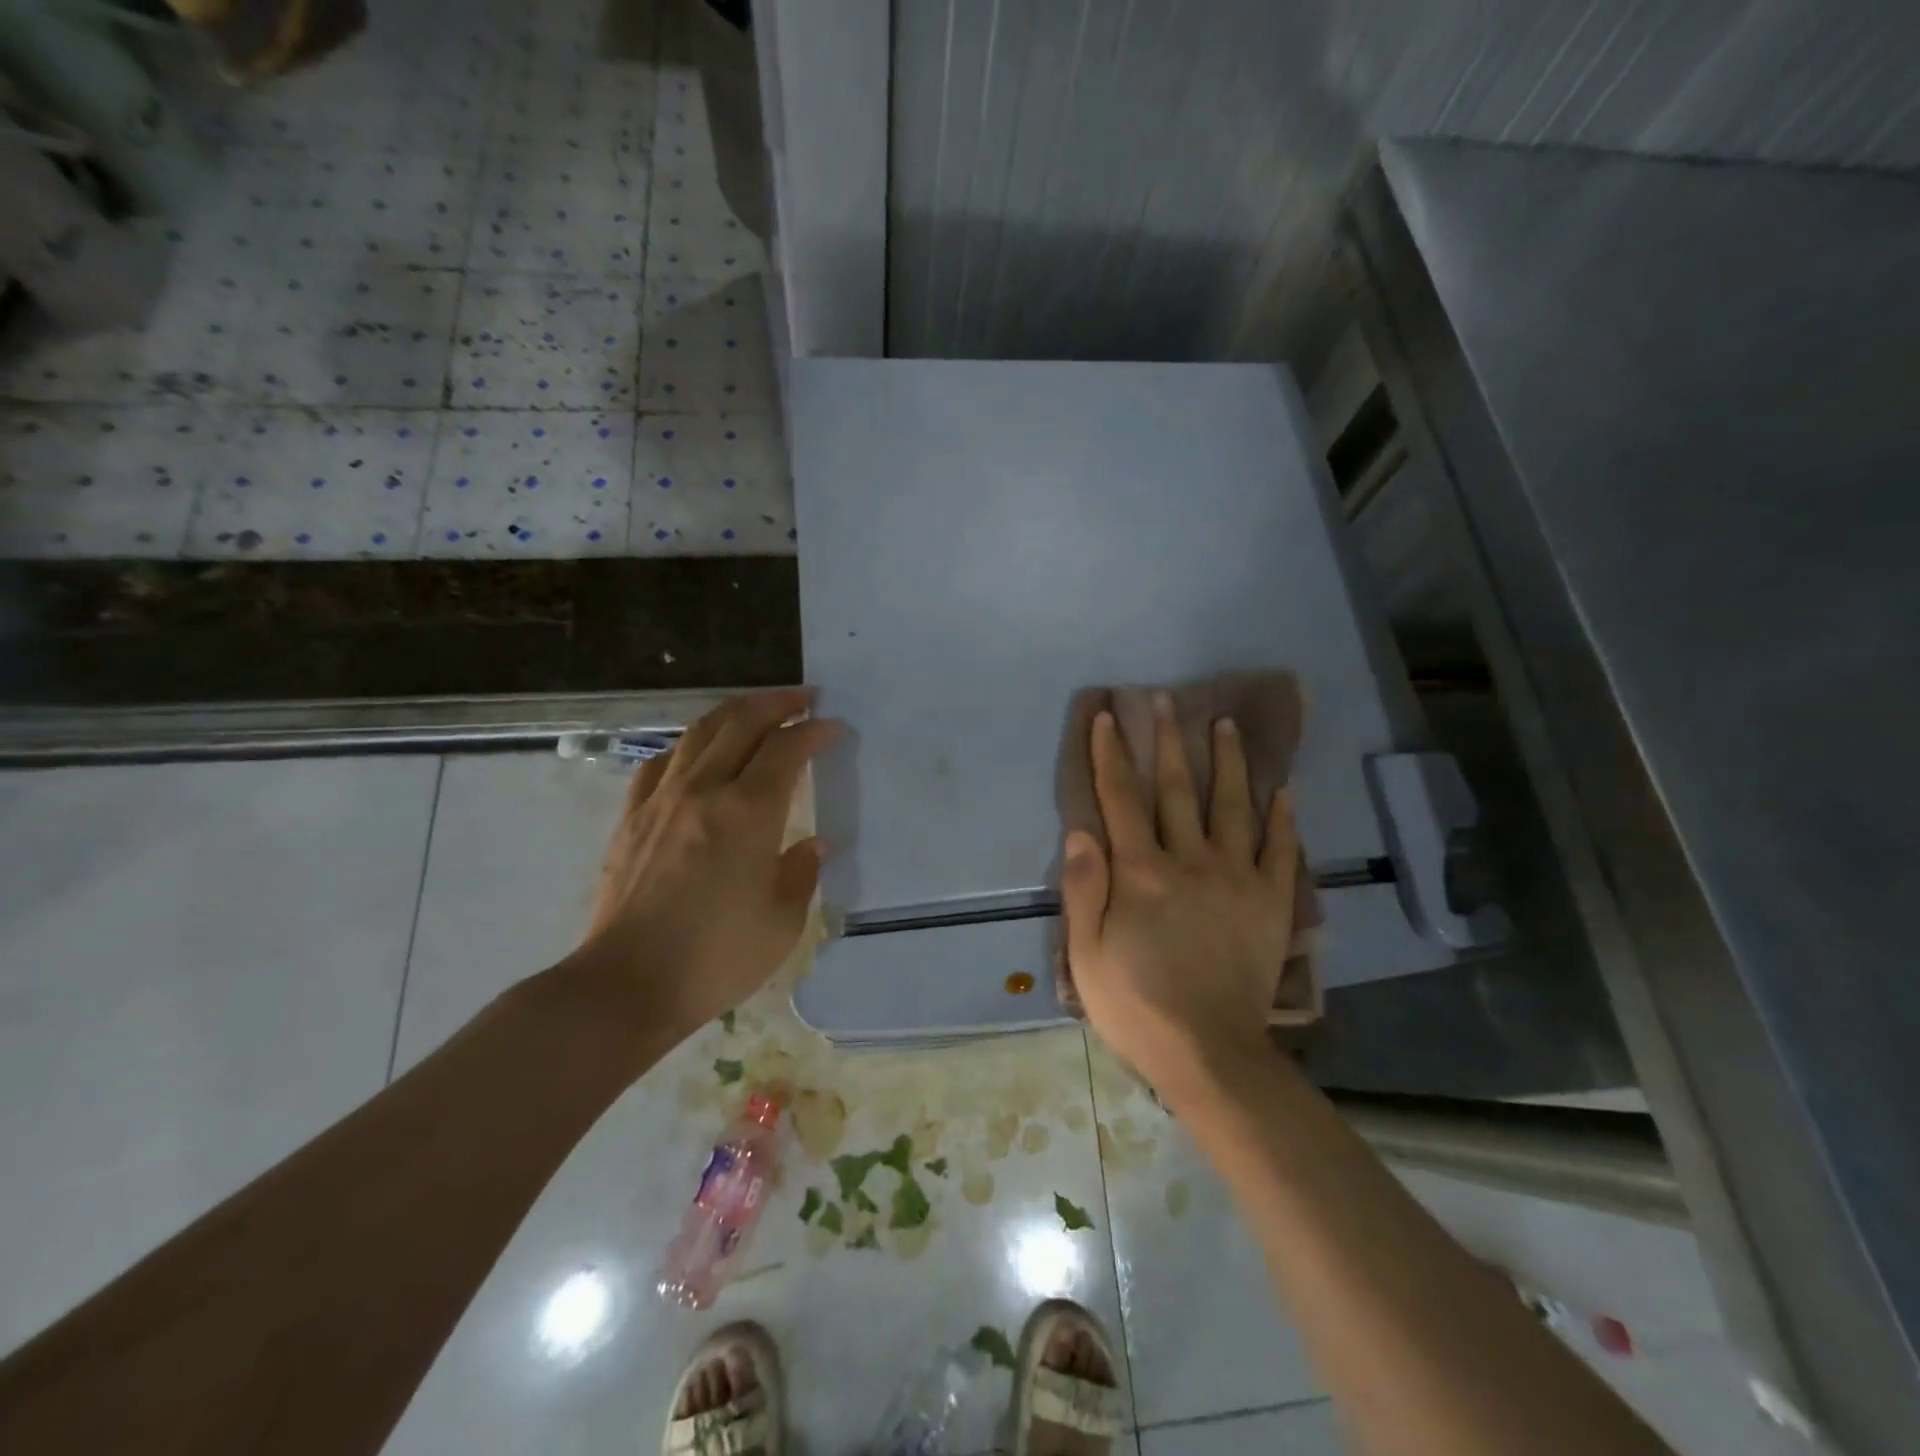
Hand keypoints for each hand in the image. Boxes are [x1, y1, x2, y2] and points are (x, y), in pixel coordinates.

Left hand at [577, 688, 838, 1035]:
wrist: (627, 984)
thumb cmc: (716, 956)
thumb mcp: (782, 921)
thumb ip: (801, 872)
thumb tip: (812, 844)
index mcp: (748, 811)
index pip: (786, 749)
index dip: (814, 732)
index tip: (833, 727)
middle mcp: (704, 790)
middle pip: (741, 722)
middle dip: (777, 703)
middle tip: (803, 698)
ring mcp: (662, 799)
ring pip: (699, 732)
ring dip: (734, 712)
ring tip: (757, 710)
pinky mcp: (632, 818)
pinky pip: (662, 762)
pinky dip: (689, 744)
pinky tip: (696, 752)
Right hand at [1061, 693, 1298, 1102]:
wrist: (1210, 1054)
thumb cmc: (1136, 1005)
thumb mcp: (1085, 954)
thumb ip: (1082, 888)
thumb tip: (1082, 830)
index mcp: (1140, 873)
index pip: (1120, 798)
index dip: (1110, 754)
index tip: (1107, 717)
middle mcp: (1189, 861)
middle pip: (1175, 789)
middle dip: (1167, 741)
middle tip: (1167, 699)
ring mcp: (1236, 878)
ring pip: (1232, 806)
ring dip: (1227, 762)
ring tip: (1225, 724)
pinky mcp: (1270, 902)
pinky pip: (1280, 850)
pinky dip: (1282, 818)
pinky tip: (1282, 789)